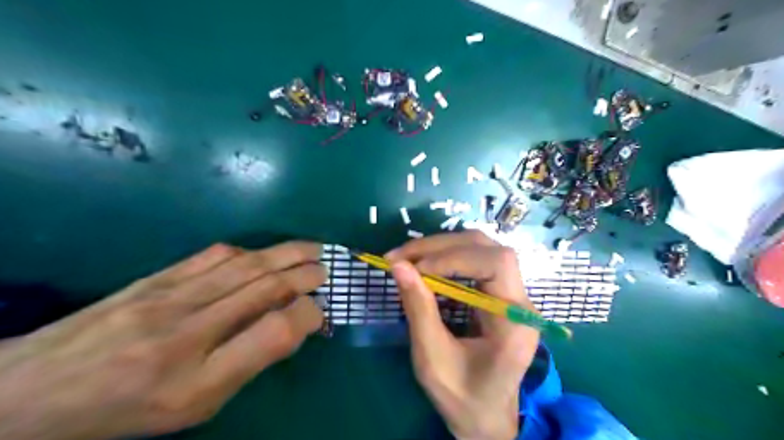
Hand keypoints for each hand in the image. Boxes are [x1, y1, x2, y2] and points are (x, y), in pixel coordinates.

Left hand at [0, 242, 323, 437]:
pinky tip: (265, 253)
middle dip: (305, 275)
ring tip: (312, 250)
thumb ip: (248, 363)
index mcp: (198, 379)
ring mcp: (169, 297)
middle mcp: (186, 331)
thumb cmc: (127, 409)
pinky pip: (214, 256)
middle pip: (263, 288)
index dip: (307, 316)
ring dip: (287, 254)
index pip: (271, 333)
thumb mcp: (196, 406)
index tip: (320, 312)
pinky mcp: (157, 277)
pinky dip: (250, 251)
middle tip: (327, 270)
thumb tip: (291, 326)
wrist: (31, 392)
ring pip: (245, 265)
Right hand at [385, 232, 539, 437]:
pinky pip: (476, 260)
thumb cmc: (462, 397)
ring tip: (407, 257)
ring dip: (442, 247)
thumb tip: (399, 265)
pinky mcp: (499, 293)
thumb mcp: (433, 359)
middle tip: (400, 256)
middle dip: (441, 247)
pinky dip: (446, 256)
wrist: (486, 415)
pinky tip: (424, 263)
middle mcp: (520, 301)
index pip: (497, 264)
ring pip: (482, 248)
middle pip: (488, 248)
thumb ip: (418, 309)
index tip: (414, 268)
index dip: (454, 257)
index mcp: (515, 322)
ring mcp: (512, 295)